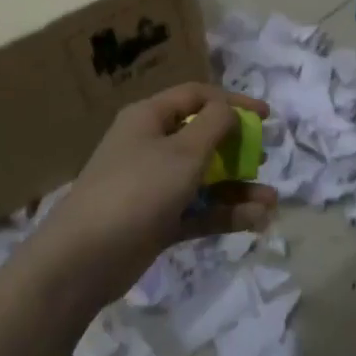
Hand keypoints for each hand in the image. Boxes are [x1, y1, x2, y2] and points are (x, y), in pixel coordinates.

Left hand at [31, 83, 276, 306]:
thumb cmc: (138, 190)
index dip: (232, 102)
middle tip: (263, 159)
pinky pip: (198, 210)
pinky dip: (224, 214)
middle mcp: (150, 146)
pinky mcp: (157, 221)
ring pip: (204, 179)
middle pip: (202, 138)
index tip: (266, 117)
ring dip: (238, 188)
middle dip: (237, 148)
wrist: (85, 258)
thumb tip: (229, 110)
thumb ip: (214, 125)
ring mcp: (153, 186)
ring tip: (271, 202)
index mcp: (149, 117)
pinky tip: (256, 221)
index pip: (197, 97)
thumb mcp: (183, 151)